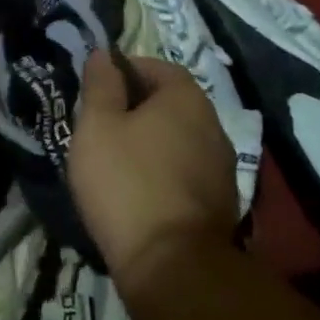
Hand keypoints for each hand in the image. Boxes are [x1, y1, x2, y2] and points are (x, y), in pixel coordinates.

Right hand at [68, 51, 239, 290]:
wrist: (172, 265)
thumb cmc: (126, 181)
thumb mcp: (97, 125)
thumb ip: (100, 85)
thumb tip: (104, 54)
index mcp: (186, 98)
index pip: (158, 67)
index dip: (126, 70)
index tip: (98, 87)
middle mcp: (213, 125)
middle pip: (171, 103)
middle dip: (137, 107)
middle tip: (101, 123)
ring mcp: (222, 167)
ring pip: (179, 139)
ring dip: (152, 142)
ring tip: (116, 159)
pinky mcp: (221, 204)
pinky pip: (186, 172)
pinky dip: (164, 172)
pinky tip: (139, 191)